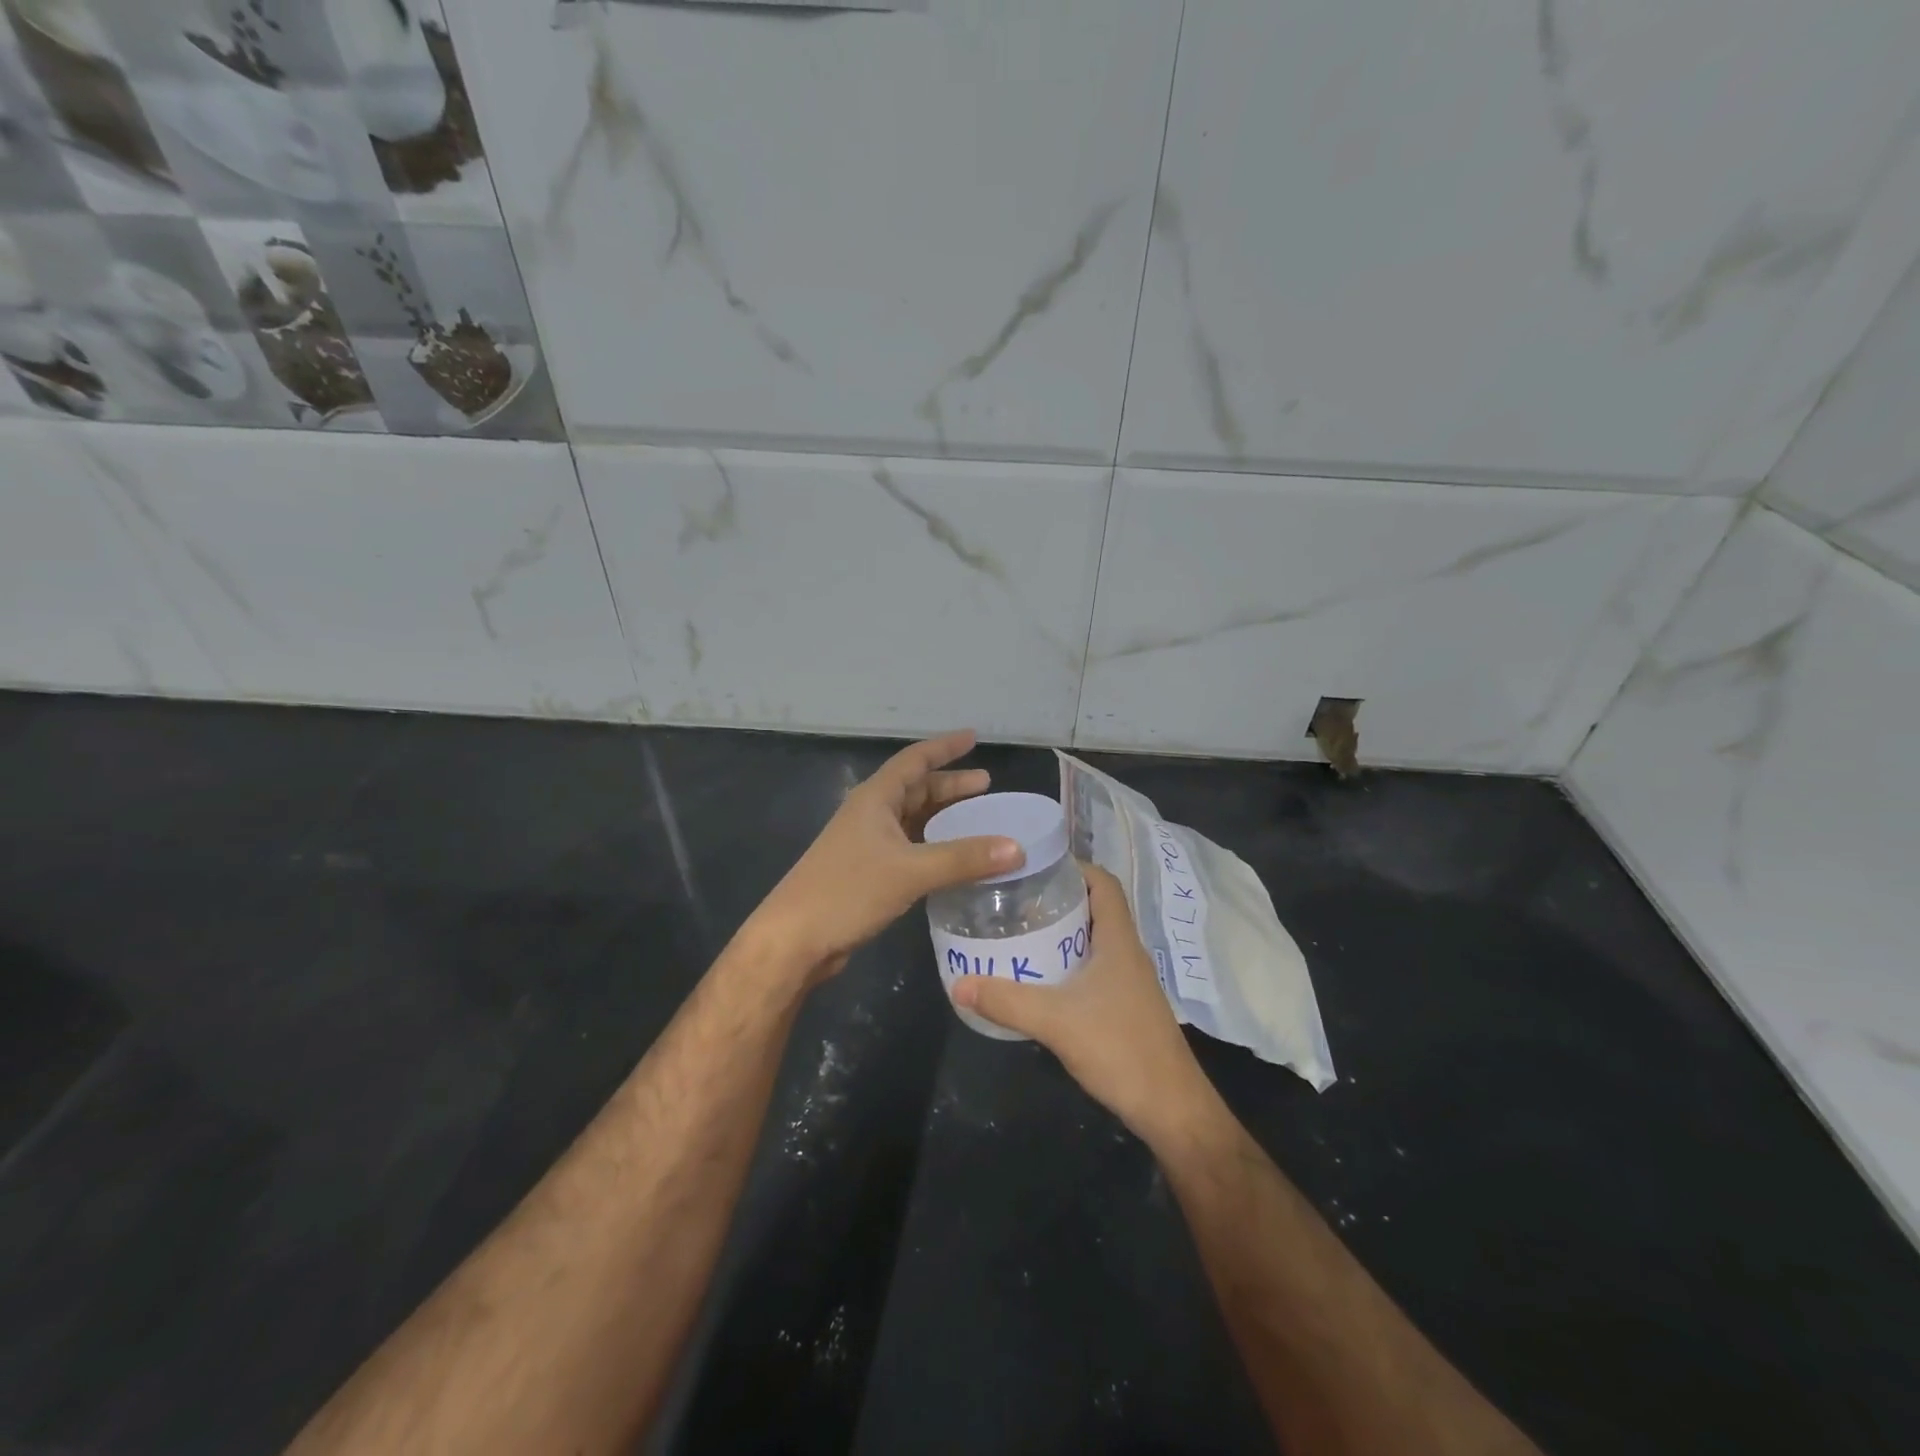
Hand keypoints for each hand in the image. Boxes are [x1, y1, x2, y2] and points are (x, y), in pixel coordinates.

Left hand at [745, 731, 1022, 982]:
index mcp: (875, 799)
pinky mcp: (866, 872)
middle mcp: (870, 814)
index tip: (974, 738)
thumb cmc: (848, 891)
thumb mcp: (911, 871)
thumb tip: (1017, 849)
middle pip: (915, 789)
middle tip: (987, 787)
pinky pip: (909, 848)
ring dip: (942, 818)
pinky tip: (953, 860)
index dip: (945, 748)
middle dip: (950, 786)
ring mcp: (866, 844)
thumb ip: (964, 859)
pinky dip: (933, 847)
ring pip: (912, 820)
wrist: (794, 939)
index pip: (915, 760)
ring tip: (977, 820)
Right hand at [952, 863, 1207, 1138]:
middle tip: (1015, 900)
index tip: (1035, 866)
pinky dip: (1068, 963)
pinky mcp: (1125, 1006)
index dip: (1074, 867)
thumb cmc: (1120, 1049)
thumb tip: (958, 983)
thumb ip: (1007, 1002)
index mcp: (1119, 941)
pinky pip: (1094, 968)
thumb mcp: (1056, 1021)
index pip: (1104, 883)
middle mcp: (1127, 953)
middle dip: (1058, 899)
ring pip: (1094, 940)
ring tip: (1020, 932)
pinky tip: (1040, 979)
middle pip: (1095, 908)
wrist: (1170, 1108)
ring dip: (1062, 932)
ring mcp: (1129, 982)